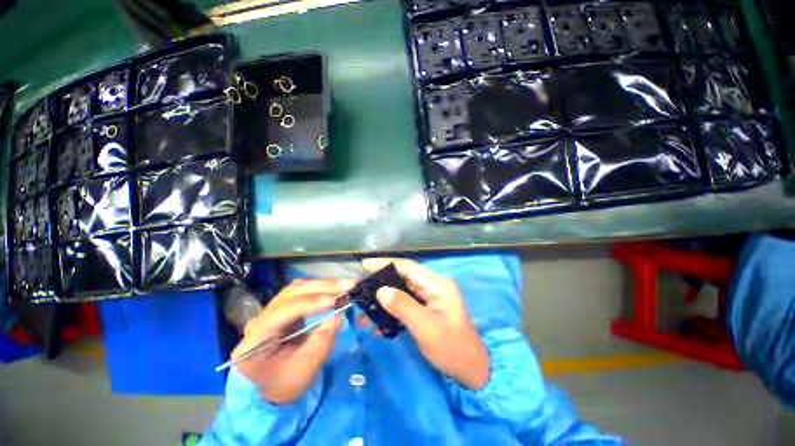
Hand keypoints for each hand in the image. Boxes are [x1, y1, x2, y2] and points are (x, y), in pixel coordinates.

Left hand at [232, 279, 354, 404]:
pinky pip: (304, 292)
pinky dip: (322, 289)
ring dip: (324, 285)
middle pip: (291, 294)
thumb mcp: (304, 371)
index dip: (308, 304)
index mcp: (255, 340)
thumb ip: (320, 344)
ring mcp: (272, 311)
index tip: (333, 301)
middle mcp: (260, 319)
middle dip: (321, 287)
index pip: (281, 313)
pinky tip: (335, 289)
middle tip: (348, 285)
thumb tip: (338, 316)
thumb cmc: (285, 383)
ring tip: (346, 285)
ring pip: (298, 288)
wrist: (274, 387)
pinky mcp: (285, 308)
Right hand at [361, 258, 489, 389]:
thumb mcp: (426, 328)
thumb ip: (403, 306)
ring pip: (402, 291)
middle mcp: (434, 286)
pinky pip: (406, 304)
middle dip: (382, 281)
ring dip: (384, 297)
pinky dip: (392, 309)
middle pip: (403, 277)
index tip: (364, 265)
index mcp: (437, 284)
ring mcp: (430, 298)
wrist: (471, 372)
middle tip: (360, 287)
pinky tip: (377, 320)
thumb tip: (380, 290)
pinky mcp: (427, 309)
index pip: (408, 267)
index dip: (385, 264)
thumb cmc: (452, 349)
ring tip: (363, 304)